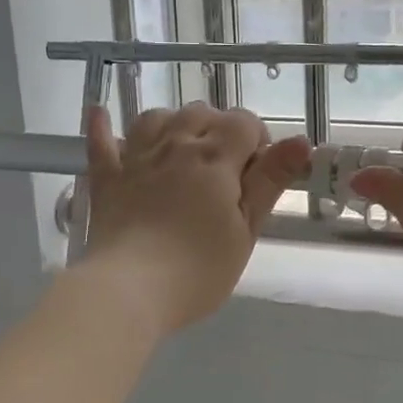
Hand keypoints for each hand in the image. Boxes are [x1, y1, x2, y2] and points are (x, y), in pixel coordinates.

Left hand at [79, 104, 309, 334]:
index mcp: (214, 158)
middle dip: (219, 129)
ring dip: (175, 123)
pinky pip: (101, 142)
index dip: (257, 140)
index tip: (258, 173)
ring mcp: (136, 159)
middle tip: (227, 170)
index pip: (243, 122)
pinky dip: (102, 126)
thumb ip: (270, 182)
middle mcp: (175, 146)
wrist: (129, 290)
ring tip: (184, 148)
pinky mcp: (107, 179)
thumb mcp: (246, 230)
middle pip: (201, 112)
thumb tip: (301, 141)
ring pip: (156, 117)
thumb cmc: (197, 269)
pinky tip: (101, 114)